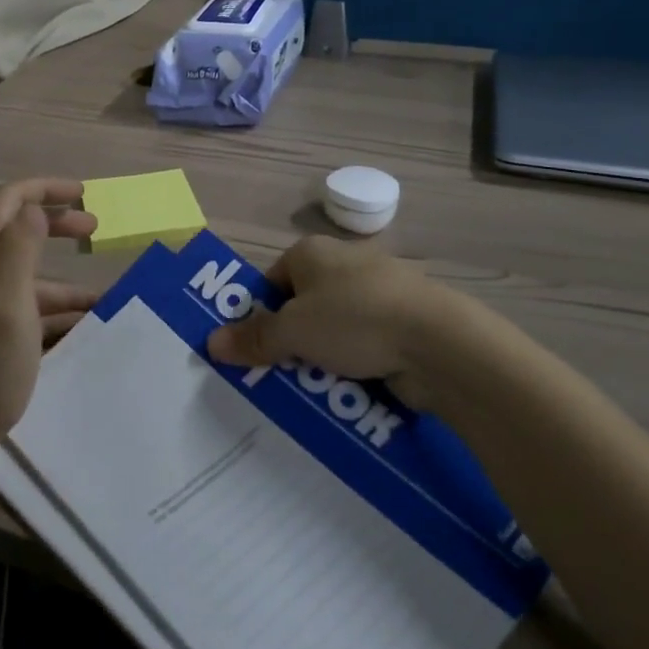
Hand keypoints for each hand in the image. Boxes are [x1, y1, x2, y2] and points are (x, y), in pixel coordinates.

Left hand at [0, 178, 98, 462]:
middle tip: (96, 232)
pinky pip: (22, 311)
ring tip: (102, 301)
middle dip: (57, 225)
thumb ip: (20, 250)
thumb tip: (34, 207)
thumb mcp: (9, 306)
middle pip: (17, 233)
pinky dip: (51, 313)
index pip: (9, 201)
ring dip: (63, 281)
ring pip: (24, 278)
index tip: (85, 196)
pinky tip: (77, 332)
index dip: (46, 189)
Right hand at [206, 235, 500, 410]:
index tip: (255, 350)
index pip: (272, 282)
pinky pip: (365, 347)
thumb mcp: (293, 331)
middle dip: (291, 344)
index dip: (259, 315)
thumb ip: (254, 337)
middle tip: (277, 378)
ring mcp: (378, 293)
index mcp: (311, 252)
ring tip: (313, 394)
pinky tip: (350, 395)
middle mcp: (343, 264)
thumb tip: (210, 341)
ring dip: (322, 361)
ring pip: (334, 331)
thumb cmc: (353, 319)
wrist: (438, 341)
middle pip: (302, 308)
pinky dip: (355, 368)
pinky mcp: (402, 323)